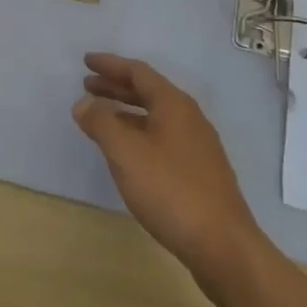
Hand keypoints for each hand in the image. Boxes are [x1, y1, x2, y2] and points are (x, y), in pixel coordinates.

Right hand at [75, 53, 262, 281]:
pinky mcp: (199, 171)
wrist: (222, 246)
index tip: (86, 61)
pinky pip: (162, 137)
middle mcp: (189, 118)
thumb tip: (84, 103)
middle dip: (116, 86)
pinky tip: (127, 152)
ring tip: (100, 117)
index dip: (110, 65)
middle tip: (88, 85)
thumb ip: (101, 123)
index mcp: (174, 105)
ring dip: (126, 111)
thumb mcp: (126, 153)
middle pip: (148, 92)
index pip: (138, 72)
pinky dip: (139, 133)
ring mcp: (197, 146)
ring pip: (155, 116)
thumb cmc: (171, 190)